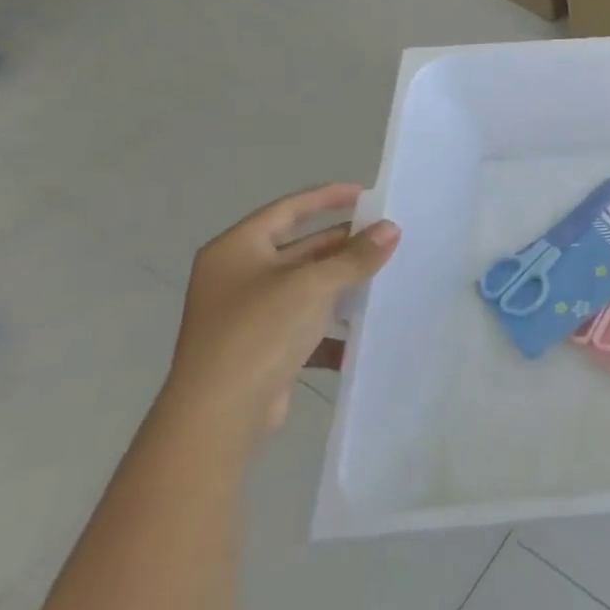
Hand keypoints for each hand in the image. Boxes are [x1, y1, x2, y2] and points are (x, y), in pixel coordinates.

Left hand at [161, 183, 399, 450]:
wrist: (219, 415)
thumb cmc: (259, 332)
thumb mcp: (313, 285)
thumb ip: (355, 256)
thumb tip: (391, 229)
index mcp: (236, 250)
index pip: (287, 209)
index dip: (326, 198)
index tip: (366, 194)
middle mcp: (236, 277)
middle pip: (299, 248)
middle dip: (342, 243)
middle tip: (386, 237)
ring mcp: (247, 314)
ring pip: (305, 286)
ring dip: (342, 281)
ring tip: (384, 274)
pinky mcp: (261, 348)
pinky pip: (304, 322)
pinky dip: (332, 321)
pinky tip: (363, 325)